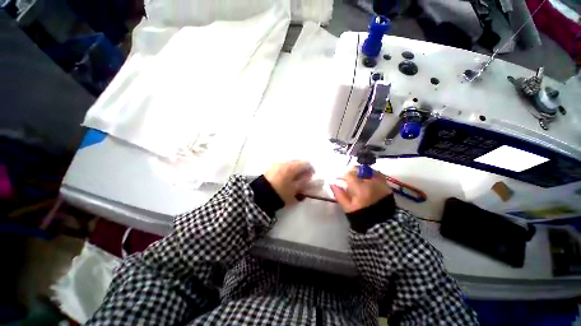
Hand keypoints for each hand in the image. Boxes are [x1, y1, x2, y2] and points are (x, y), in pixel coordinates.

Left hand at [264, 160, 313, 205]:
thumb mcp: (295, 190)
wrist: (260, 195)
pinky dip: (287, 170)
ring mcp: (277, 164)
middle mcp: (285, 162)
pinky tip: (286, 178)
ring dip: (294, 169)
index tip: (311, 177)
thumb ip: (304, 181)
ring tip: (294, 179)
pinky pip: (283, 166)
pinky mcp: (271, 167)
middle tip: (303, 178)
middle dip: (302, 169)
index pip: (306, 163)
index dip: (311, 169)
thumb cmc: (281, 193)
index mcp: (292, 167)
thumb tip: (309, 175)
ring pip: (290, 164)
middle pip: (298, 162)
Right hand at [330, 167, 392, 212]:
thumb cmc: (362, 215)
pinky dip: (371, 174)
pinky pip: (378, 173)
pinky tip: (367, 179)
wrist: (382, 223)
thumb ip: (339, 195)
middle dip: (352, 172)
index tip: (339, 179)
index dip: (343, 175)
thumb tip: (332, 184)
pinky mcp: (386, 184)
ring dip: (361, 172)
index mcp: (360, 188)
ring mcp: (380, 182)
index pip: (349, 174)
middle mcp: (371, 182)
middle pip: (359, 169)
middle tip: (348, 178)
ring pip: (368, 169)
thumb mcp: (347, 207)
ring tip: (358, 178)